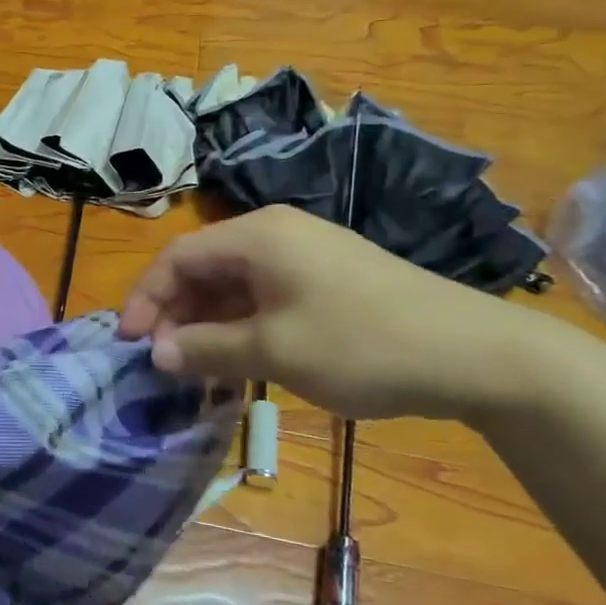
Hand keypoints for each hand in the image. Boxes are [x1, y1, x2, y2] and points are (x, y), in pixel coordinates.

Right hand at [118, 205, 548, 421]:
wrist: (476, 354)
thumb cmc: (362, 344)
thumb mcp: (273, 351)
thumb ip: (206, 349)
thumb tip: (156, 354)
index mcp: (257, 236)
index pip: (177, 257)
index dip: (145, 299)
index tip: (129, 344)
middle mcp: (276, 235)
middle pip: (203, 268)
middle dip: (175, 314)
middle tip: (162, 363)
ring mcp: (305, 257)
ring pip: (233, 285)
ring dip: (206, 325)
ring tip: (194, 370)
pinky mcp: (327, 281)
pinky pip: (264, 297)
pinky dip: (240, 326)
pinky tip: (236, 362)